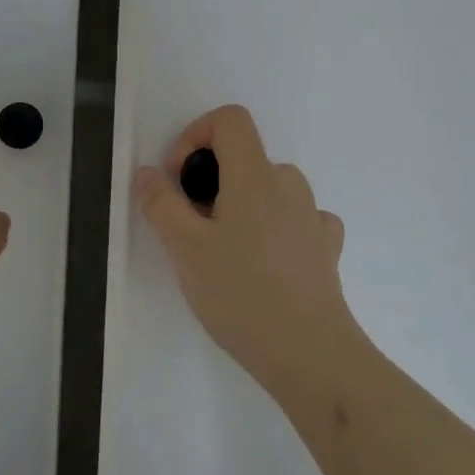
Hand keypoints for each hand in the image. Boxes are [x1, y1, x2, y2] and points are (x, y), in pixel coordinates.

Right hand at [135, 104, 360, 399]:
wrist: (311, 354)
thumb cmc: (241, 294)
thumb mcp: (185, 249)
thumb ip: (161, 204)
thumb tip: (148, 172)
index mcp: (255, 175)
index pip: (229, 119)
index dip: (195, 136)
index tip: (180, 181)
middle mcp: (289, 185)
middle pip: (244, 158)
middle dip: (211, 183)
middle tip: (192, 230)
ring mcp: (312, 216)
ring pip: (268, 190)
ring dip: (241, 206)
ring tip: (225, 254)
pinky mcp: (325, 248)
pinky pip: (293, 219)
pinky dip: (272, 227)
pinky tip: (264, 262)